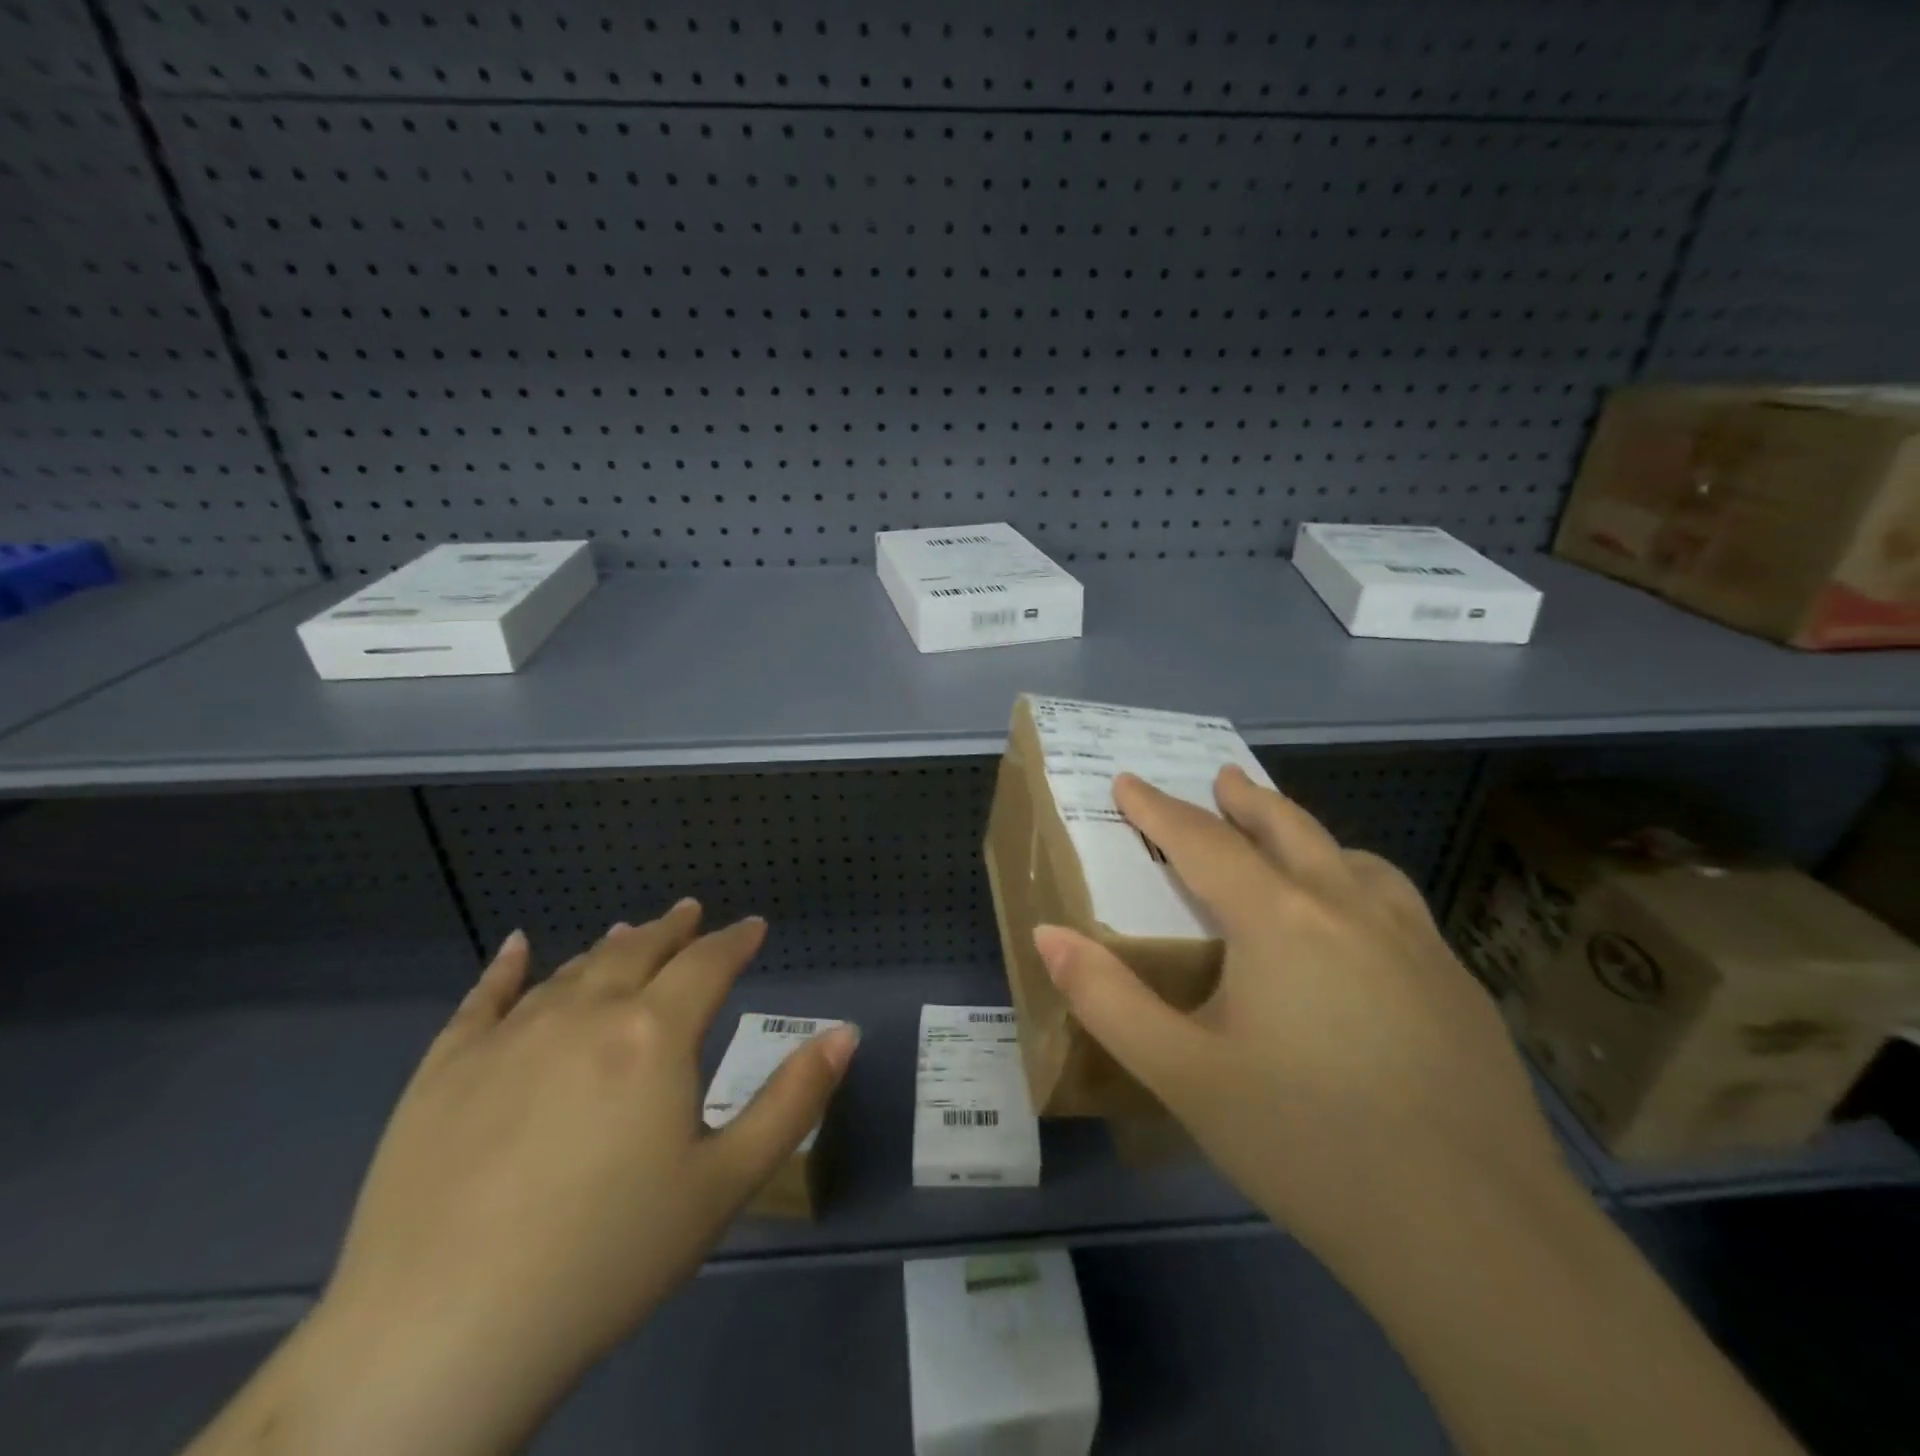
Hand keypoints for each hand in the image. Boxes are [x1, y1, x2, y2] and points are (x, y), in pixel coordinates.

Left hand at [299, 902, 858, 1452]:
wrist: (439, 1336)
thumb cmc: (607, 1257)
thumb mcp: (724, 1184)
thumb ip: (792, 1101)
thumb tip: (845, 1032)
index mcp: (654, 1035)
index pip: (707, 964)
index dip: (736, 940)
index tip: (753, 926)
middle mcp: (584, 1014)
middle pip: (639, 952)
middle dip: (673, 930)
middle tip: (690, 912)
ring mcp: (508, 1037)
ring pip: (572, 971)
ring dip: (609, 946)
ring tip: (629, 931)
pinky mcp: (444, 1070)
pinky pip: (482, 999)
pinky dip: (506, 967)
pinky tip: (517, 946)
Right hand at [1033, 767, 1569, 1262]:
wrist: (1478, 1237)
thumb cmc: (1306, 1144)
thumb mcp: (1184, 1075)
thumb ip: (1107, 999)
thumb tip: (1047, 935)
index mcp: (1279, 919)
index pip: (1202, 841)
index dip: (1157, 809)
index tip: (1128, 781)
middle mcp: (1349, 908)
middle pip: (1288, 828)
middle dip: (1246, 799)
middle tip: (1222, 778)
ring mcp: (1415, 942)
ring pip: (1353, 859)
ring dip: (1310, 838)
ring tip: (1289, 844)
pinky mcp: (1458, 984)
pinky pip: (1396, 904)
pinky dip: (1358, 885)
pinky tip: (1360, 931)